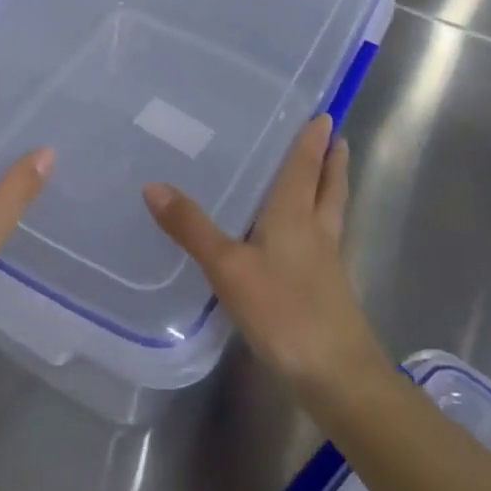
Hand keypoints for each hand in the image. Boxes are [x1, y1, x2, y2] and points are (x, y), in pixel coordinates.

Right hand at [144, 115, 390, 396]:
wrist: (337, 375)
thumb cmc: (284, 311)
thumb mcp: (228, 267)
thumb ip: (192, 227)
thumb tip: (153, 184)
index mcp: (296, 215)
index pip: (305, 166)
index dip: (312, 140)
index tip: (323, 114)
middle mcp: (317, 230)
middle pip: (329, 186)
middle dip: (331, 160)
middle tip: (335, 137)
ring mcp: (327, 262)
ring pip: (333, 212)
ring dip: (331, 187)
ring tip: (328, 174)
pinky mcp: (329, 290)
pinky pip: (327, 239)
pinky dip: (321, 221)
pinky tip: (309, 236)